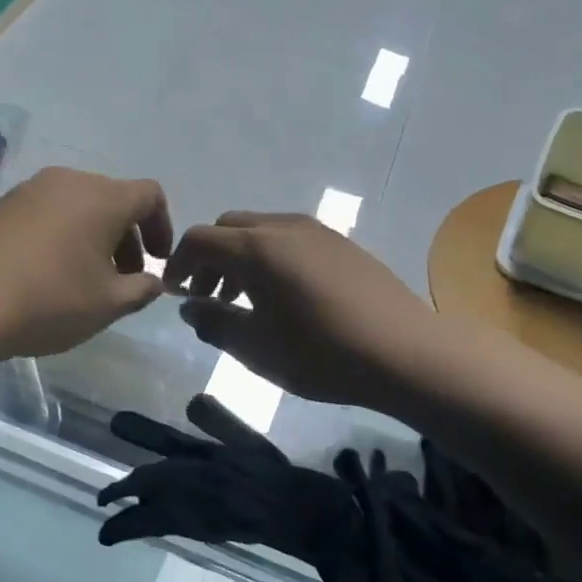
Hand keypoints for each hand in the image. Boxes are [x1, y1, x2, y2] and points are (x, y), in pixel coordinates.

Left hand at [0, 167, 172, 360]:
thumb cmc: (49, 301)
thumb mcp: (108, 304)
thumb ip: (141, 289)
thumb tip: (151, 282)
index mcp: (102, 197)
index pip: (149, 195)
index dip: (162, 227)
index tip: (156, 261)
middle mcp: (67, 181)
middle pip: (112, 198)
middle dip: (127, 236)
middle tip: (122, 277)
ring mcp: (29, 190)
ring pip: (77, 205)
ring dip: (92, 236)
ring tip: (84, 278)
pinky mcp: (0, 206)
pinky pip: (46, 213)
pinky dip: (60, 235)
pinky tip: (46, 272)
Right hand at [163, 212, 430, 409]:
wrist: (407, 354)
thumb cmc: (321, 354)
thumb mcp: (255, 347)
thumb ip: (214, 322)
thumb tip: (189, 305)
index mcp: (257, 248)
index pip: (200, 239)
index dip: (178, 263)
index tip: (173, 293)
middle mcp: (284, 227)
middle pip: (229, 227)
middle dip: (208, 257)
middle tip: (207, 296)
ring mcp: (318, 231)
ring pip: (260, 231)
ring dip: (239, 257)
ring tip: (243, 300)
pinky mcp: (342, 244)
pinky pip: (289, 239)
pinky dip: (269, 258)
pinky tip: (282, 296)